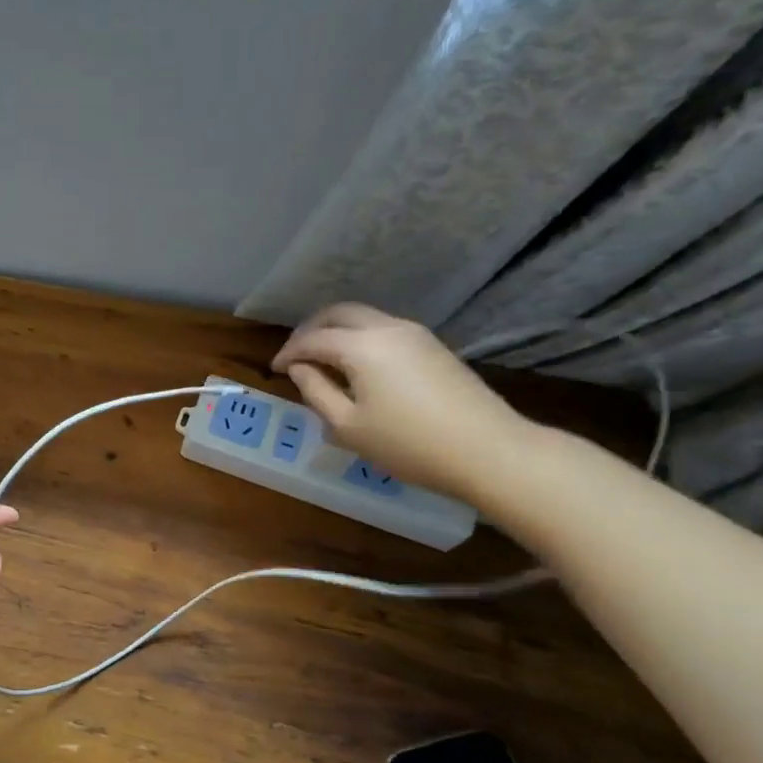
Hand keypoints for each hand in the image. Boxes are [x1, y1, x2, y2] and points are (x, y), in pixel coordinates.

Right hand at [272, 303, 532, 502]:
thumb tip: (300, 369)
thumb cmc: (408, 444)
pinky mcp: (433, 346)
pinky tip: (357, 366)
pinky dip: (360, 338)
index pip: (312, 339)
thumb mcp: (348, 426)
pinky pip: (384, 330)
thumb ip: (316, 391)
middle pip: (339, 313)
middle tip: (296, 355)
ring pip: (364, 318)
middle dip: (311, 329)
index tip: (274, 370)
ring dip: (337, 331)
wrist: (488, 450)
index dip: (288, 352)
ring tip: (323, 360)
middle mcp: (387, 328)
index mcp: (361, 346)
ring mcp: (415, 334)